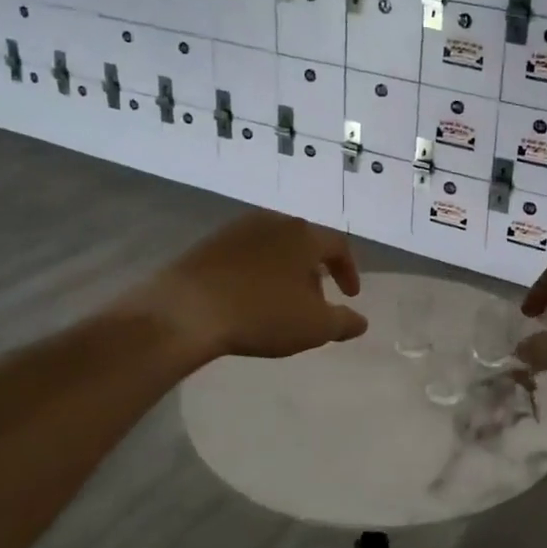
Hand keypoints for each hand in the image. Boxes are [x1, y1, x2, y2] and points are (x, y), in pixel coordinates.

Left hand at [125, 211, 367, 362]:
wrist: (186, 309)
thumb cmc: (261, 313)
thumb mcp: (313, 326)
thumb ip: (343, 322)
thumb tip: (360, 321)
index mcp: (304, 235)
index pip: (338, 246)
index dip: (349, 271)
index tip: (350, 295)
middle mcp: (274, 221)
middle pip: (305, 243)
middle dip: (315, 271)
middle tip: (315, 300)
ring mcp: (239, 229)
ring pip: (275, 246)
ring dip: (285, 270)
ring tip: (281, 301)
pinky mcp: (210, 242)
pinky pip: (246, 253)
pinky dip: (257, 271)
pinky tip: (249, 297)